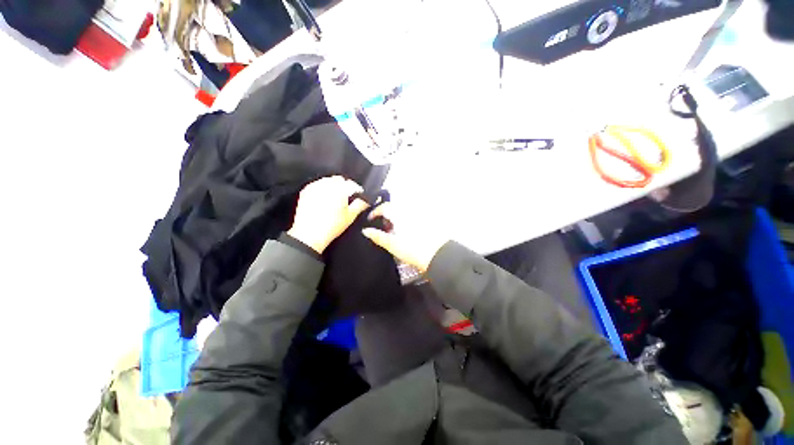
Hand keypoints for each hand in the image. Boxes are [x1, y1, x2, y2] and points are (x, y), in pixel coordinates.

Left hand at [288, 176, 368, 253]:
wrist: (310, 234)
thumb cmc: (332, 226)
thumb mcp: (350, 216)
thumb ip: (360, 205)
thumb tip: (365, 200)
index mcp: (339, 189)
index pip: (351, 184)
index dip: (357, 190)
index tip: (358, 196)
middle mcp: (326, 184)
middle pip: (339, 180)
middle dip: (344, 186)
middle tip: (347, 198)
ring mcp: (315, 187)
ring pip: (328, 181)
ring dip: (333, 187)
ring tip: (335, 199)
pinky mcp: (306, 192)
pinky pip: (317, 185)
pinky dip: (322, 190)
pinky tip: (324, 200)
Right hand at [362, 203, 448, 272]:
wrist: (437, 256)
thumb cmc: (414, 250)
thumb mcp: (392, 245)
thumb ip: (378, 236)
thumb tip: (365, 231)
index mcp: (400, 215)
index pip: (385, 207)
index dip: (375, 212)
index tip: (370, 219)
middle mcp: (410, 212)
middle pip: (394, 209)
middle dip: (385, 216)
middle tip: (381, 227)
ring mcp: (419, 216)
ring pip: (402, 213)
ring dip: (395, 219)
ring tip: (392, 232)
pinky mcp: (426, 222)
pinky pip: (411, 218)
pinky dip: (404, 222)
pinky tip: (405, 233)